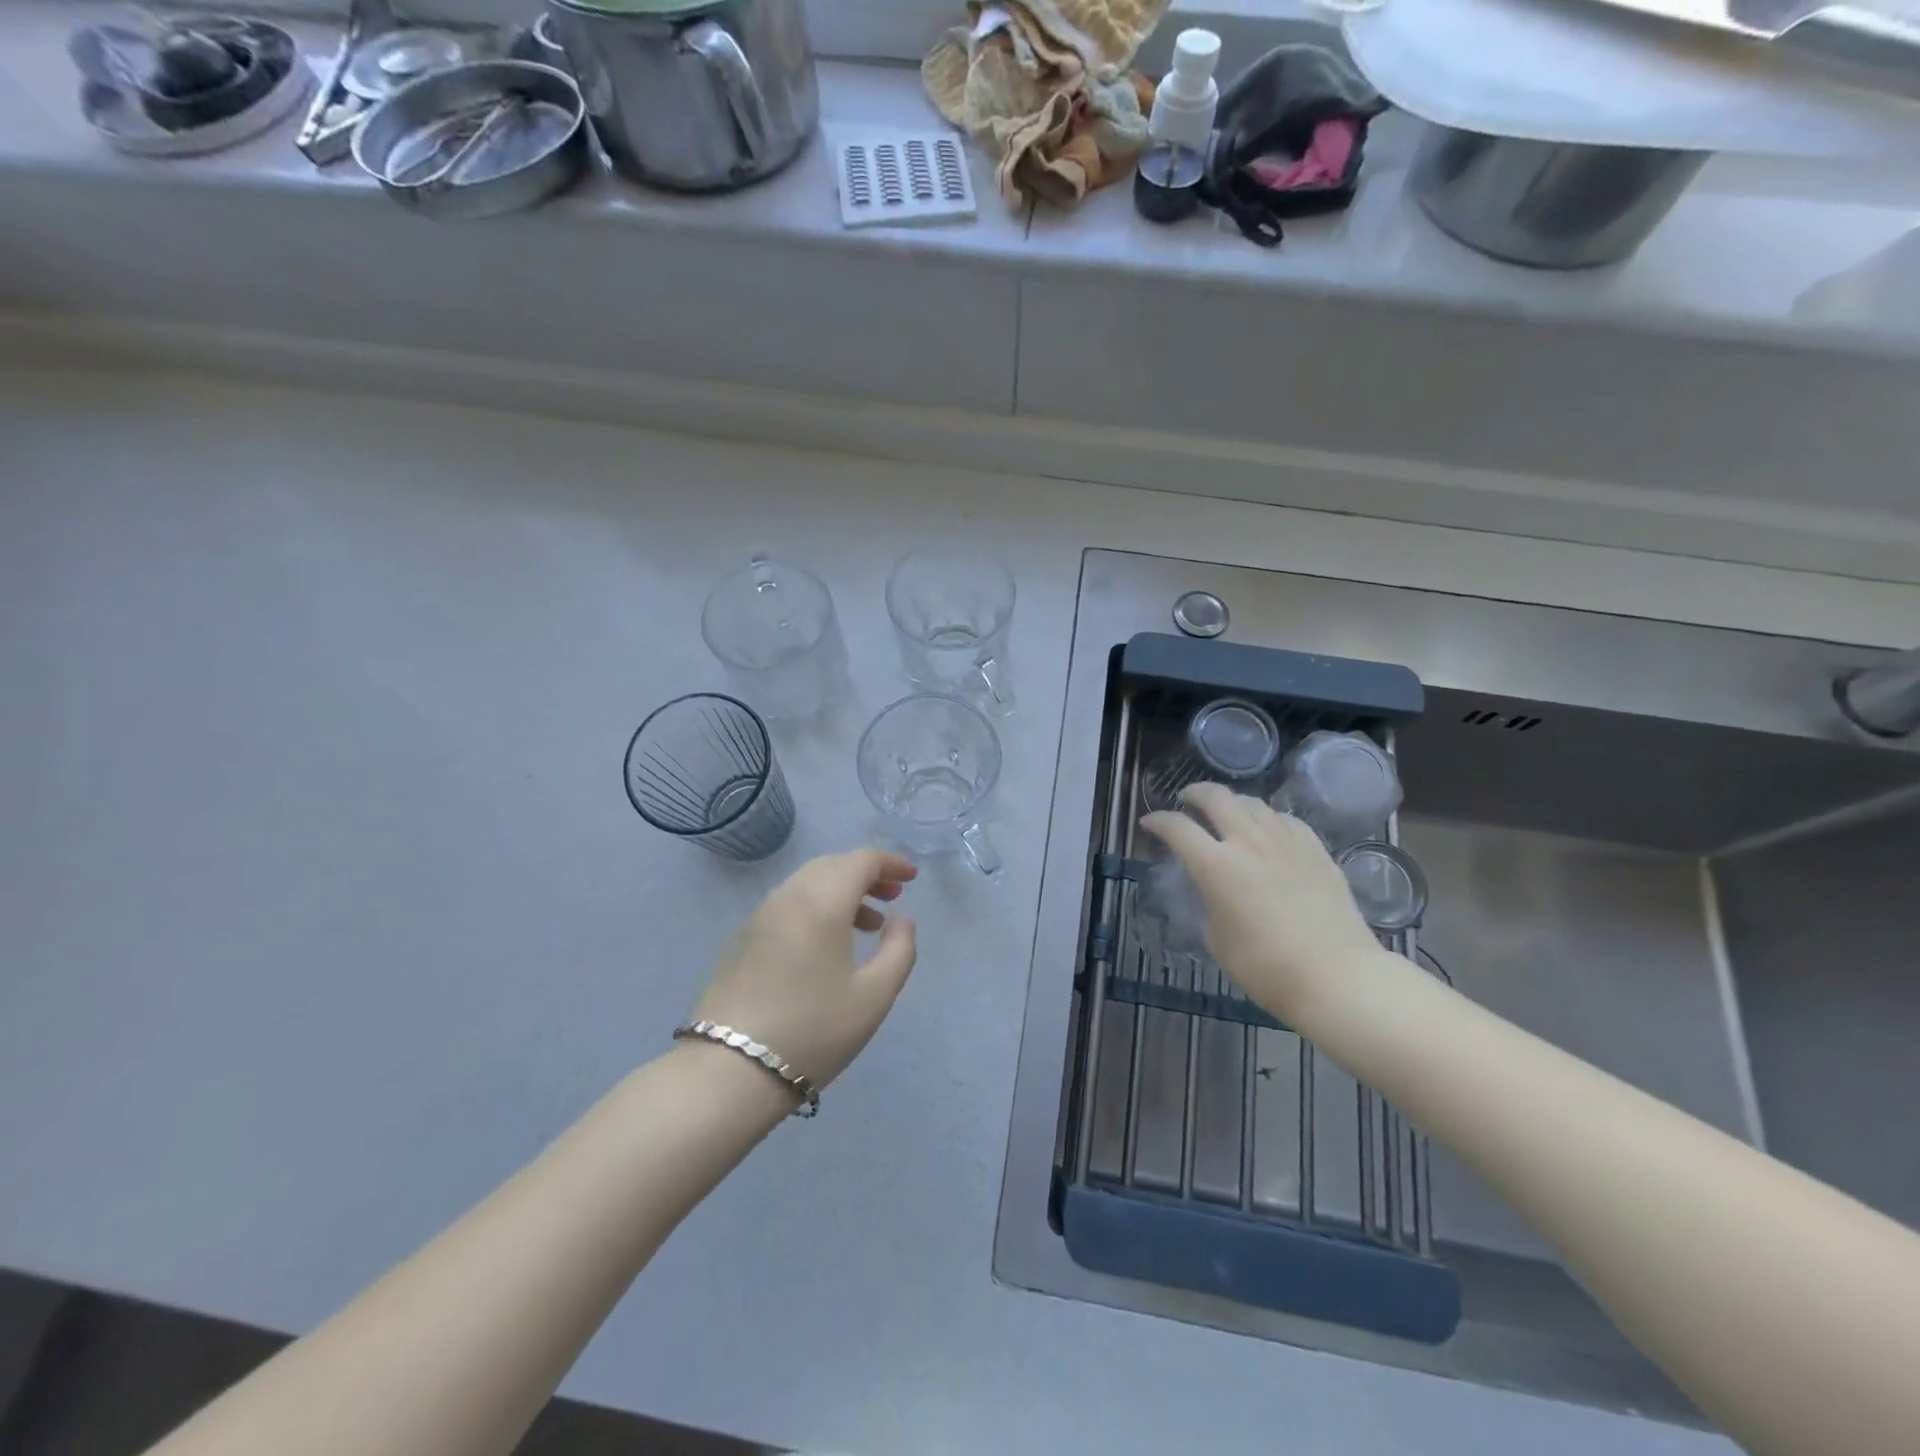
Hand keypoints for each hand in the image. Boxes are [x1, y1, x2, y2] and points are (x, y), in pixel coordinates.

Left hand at [692, 849, 919, 1089]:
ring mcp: (759, 917)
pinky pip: (788, 905)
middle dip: (866, 874)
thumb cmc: (812, 1030)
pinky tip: (827, 945)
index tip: (912, 879)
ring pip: (807, 884)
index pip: (860, 860)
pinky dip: (816, 907)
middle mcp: (787, 897)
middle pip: (832, 865)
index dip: (890, 863)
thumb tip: (902, 919)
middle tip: (893, 897)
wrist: (729, 1072)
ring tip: (868, 925)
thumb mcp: (874, 996)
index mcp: (821, 902)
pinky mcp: (742, 940)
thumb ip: (899, 950)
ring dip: (841, 892)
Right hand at [1140, 783, 1382, 1027]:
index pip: (1177, 828)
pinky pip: (1286, 820)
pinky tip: (1269, 829)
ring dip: (1233, 803)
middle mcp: (1248, 842)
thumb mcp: (1217, 939)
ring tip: (1228, 813)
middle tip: (1187, 800)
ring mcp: (1286, 842)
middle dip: (1195, 793)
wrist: (1337, 977)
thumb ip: (1208, 904)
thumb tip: (1212, 891)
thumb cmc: (1266, 967)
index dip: (1158, 821)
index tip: (1149, 823)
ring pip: (1254, 803)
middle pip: (1217, 797)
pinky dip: (1268, 818)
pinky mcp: (1316, 850)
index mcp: (1215, 865)